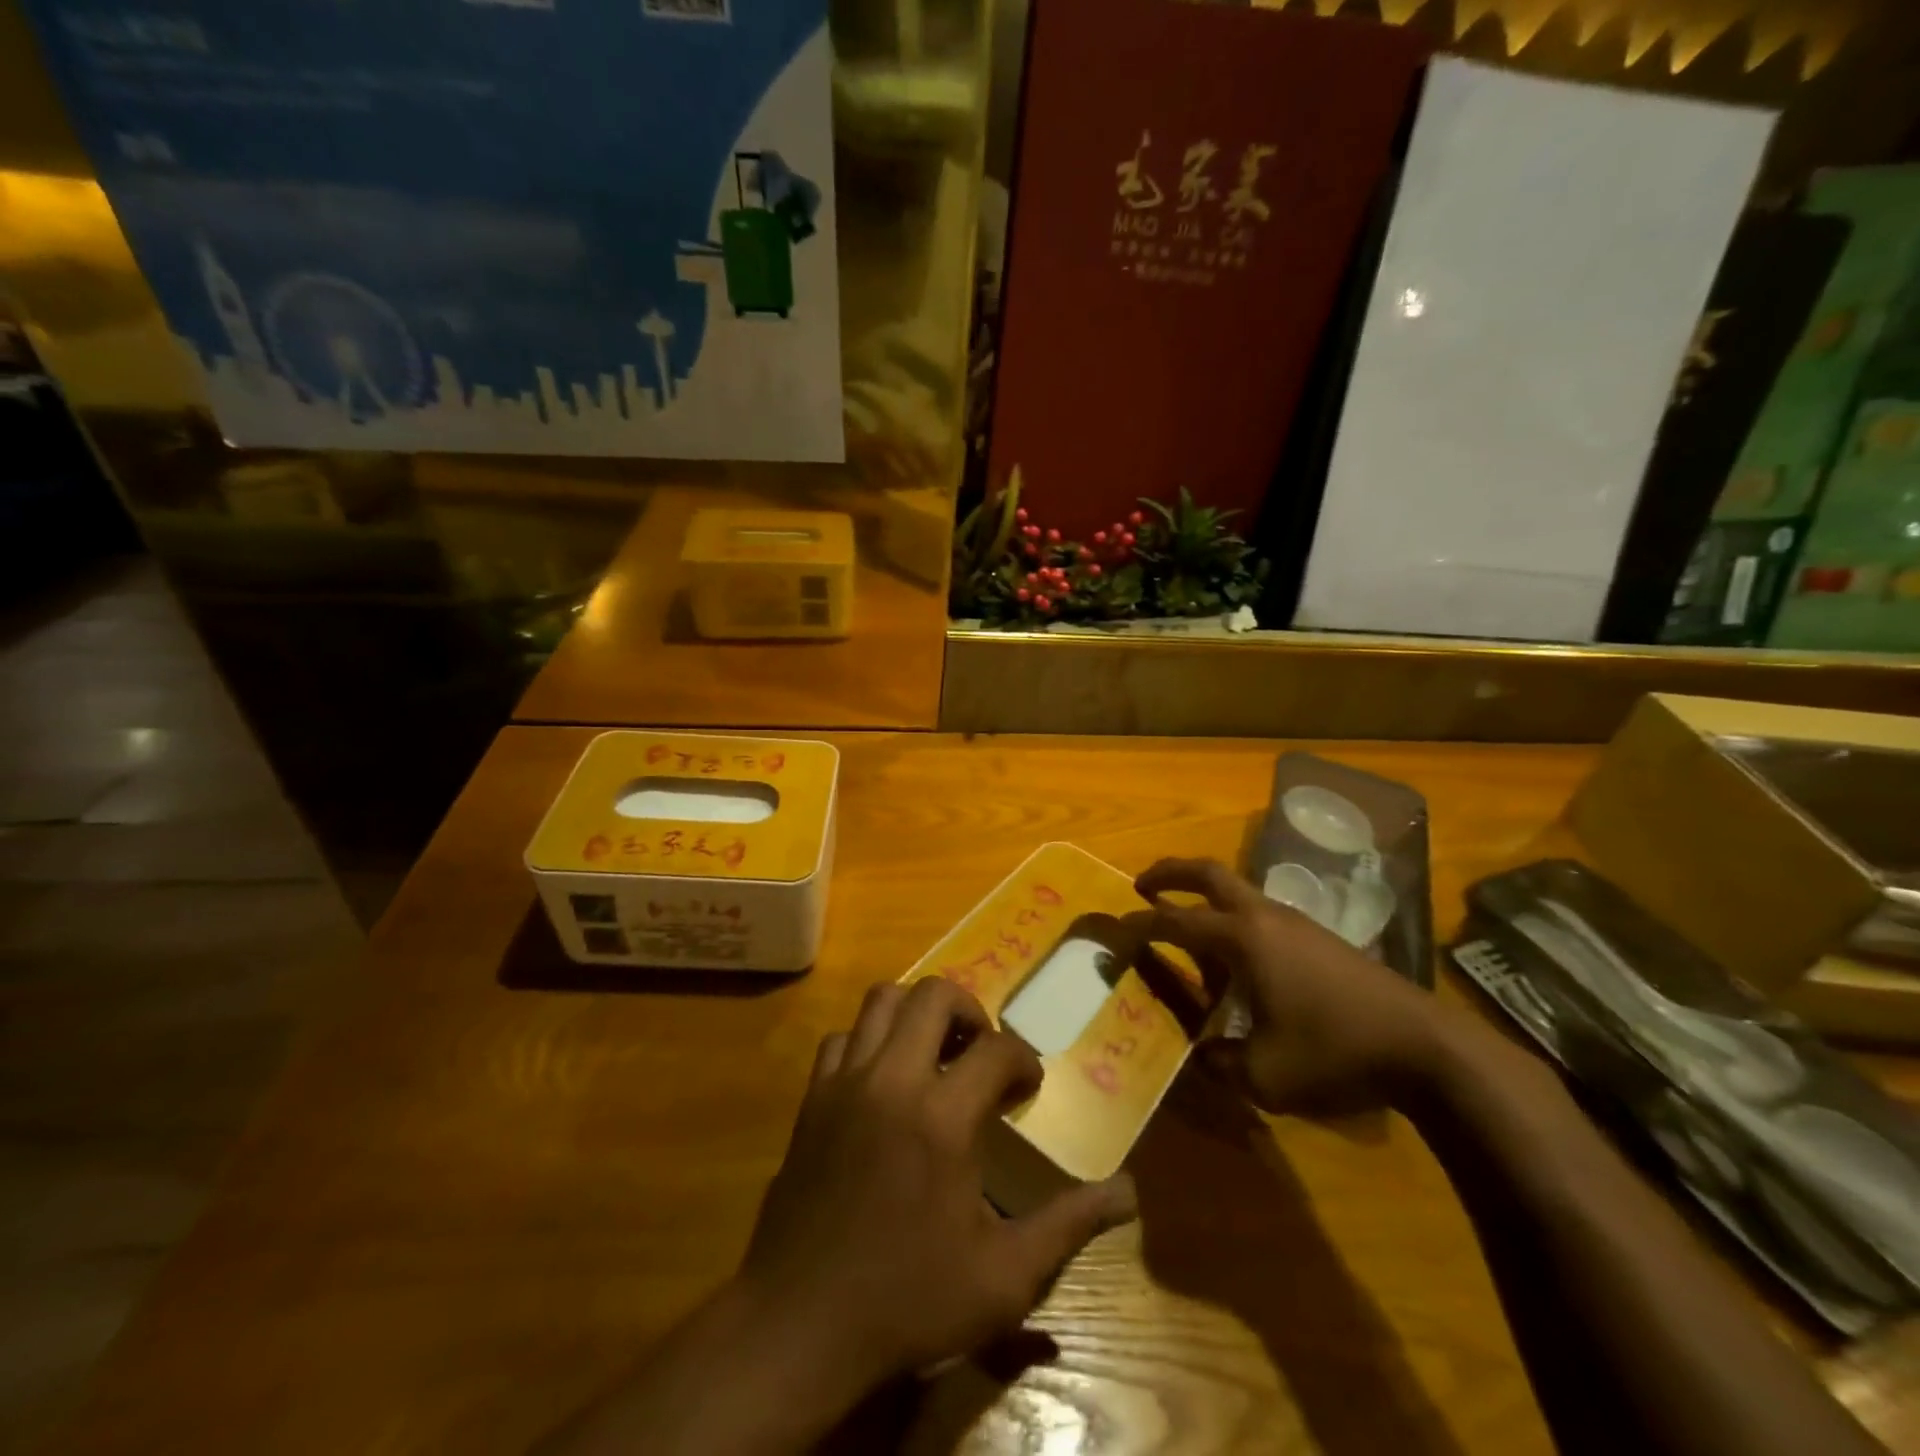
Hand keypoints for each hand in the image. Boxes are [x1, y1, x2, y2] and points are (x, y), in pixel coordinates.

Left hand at [738, 976, 1137, 1393]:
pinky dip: (869, 1040)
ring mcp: (845, 1083)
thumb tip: (1128, 1193)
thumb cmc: (908, 1300)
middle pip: (934, 996)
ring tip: (936, 1051)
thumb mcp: (1003, 1278)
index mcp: (942, 1118)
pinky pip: (842, 1038)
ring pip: (882, 1000)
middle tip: (982, 1051)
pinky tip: (884, 1079)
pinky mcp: (813, 1097)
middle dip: (970, 1010)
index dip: (1023, 1059)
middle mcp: (892, 1080)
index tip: (1028, 1085)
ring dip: (917, 1012)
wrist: (799, 1325)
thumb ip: (1068, 1226)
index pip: (995, 1049)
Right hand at [1137, 857, 1442, 1115]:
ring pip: (1237, 893)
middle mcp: (1265, 917)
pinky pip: (1261, 916)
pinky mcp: (1319, 938)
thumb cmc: (1336, 1053)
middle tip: (1142, 884)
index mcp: (1243, 939)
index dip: (1139, 925)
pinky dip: (1234, 923)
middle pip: (1209, 873)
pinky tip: (1238, 964)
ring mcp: (1296, 923)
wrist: (1427, 1049)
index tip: (1114, 931)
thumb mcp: (1264, 1076)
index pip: (1175, 921)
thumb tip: (1197, 1055)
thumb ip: (1218, 1064)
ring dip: (1204, 900)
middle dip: (1169, 872)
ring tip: (1187, 936)